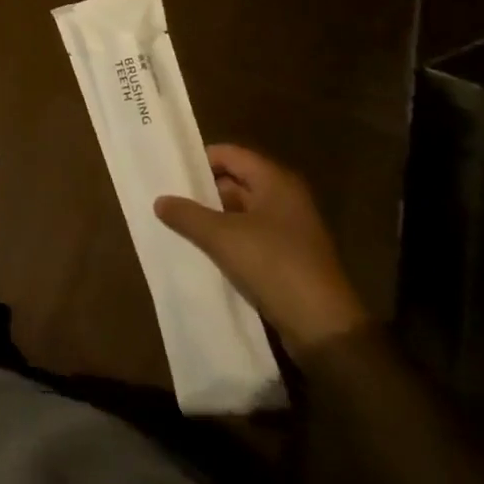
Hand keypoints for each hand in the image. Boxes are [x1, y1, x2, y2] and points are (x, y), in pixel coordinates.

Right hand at [155, 144, 369, 360]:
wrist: (324, 329)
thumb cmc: (273, 265)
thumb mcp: (221, 237)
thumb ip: (187, 215)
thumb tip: (159, 200)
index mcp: (276, 182)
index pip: (231, 154)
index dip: (200, 159)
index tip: (171, 170)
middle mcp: (286, 199)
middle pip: (236, 182)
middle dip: (204, 190)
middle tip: (170, 197)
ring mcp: (290, 230)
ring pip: (242, 212)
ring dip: (214, 218)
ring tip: (179, 223)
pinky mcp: (290, 259)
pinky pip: (251, 238)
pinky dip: (228, 240)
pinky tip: (203, 250)